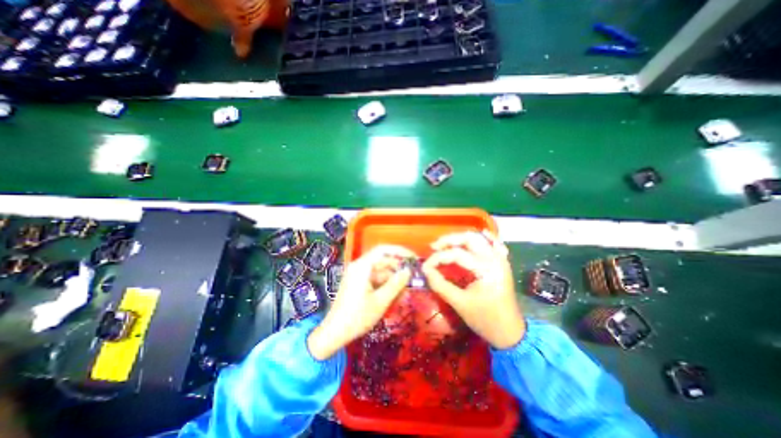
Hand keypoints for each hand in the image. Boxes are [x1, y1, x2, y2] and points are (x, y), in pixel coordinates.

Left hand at [306, 244, 414, 360]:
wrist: (334, 333)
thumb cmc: (357, 317)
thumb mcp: (380, 301)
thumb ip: (396, 284)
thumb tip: (408, 271)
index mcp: (362, 266)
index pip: (383, 250)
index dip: (400, 251)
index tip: (413, 258)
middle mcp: (360, 266)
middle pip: (383, 261)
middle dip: (398, 270)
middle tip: (413, 279)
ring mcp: (358, 275)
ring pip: (381, 272)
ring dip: (394, 280)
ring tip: (406, 293)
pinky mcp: (359, 283)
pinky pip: (376, 280)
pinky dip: (386, 286)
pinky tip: (395, 297)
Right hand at [422, 230, 523, 350]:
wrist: (510, 333)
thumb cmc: (485, 320)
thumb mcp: (459, 303)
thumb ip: (440, 284)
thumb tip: (426, 270)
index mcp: (486, 269)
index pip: (457, 254)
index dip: (438, 258)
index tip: (425, 266)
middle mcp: (495, 259)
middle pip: (469, 238)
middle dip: (449, 240)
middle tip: (434, 247)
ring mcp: (501, 259)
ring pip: (479, 237)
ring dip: (460, 238)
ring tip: (445, 245)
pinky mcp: (502, 262)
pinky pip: (493, 243)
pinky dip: (482, 239)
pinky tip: (472, 240)